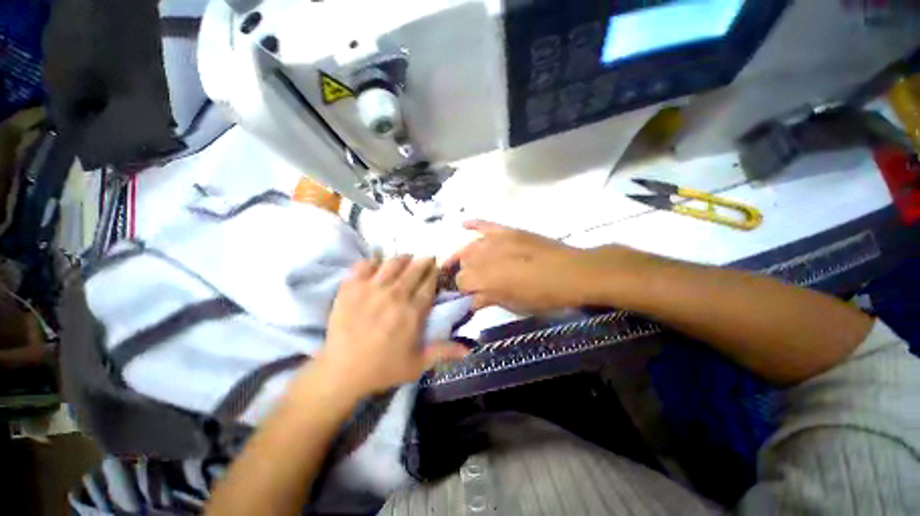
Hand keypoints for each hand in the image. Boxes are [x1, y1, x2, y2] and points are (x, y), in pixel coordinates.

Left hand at [316, 256, 468, 398]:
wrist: (342, 371)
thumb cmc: (383, 368)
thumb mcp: (418, 364)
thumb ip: (443, 352)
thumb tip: (469, 349)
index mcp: (413, 311)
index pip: (429, 283)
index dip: (434, 273)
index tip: (436, 269)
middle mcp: (395, 295)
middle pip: (414, 269)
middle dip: (424, 261)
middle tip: (426, 259)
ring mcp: (371, 289)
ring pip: (393, 263)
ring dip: (403, 258)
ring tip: (406, 259)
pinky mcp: (351, 287)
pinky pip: (365, 264)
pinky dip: (373, 262)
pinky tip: (377, 266)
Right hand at [445, 220, 640, 311]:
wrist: (573, 273)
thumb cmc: (544, 296)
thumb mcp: (515, 305)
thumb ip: (488, 300)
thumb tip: (471, 301)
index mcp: (486, 279)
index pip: (460, 281)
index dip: (463, 290)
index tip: (470, 295)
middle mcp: (485, 256)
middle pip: (463, 263)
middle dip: (465, 274)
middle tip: (474, 283)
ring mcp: (496, 240)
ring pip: (470, 246)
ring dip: (465, 256)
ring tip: (466, 263)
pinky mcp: (508, 231)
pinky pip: (485, 224)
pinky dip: (473, 224)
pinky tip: (463, 224)